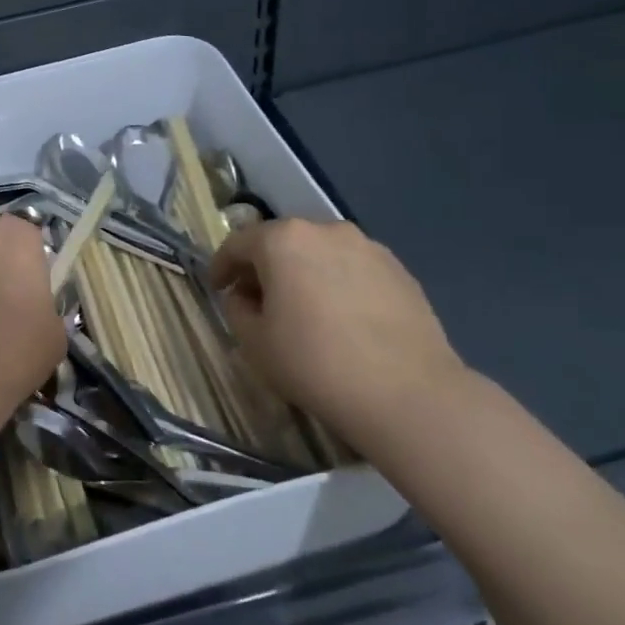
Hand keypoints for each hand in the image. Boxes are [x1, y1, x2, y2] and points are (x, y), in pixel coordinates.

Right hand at [210, 218, 469, 437]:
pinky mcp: (400, 271)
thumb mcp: (255, 342)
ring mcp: (368, 247)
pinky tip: (342, 320)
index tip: (217, 289)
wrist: (407, 394)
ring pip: (321, 253)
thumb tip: (244, 296)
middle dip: (265, 267)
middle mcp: (326, 231)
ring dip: (304, 274)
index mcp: (283, 240)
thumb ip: (237, 309)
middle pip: (282, 242)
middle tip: (258, 300)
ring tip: (304, 311)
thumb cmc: (315, 363)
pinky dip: (338, 285)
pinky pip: (354, 270)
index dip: (222, 266)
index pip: (238, 243)